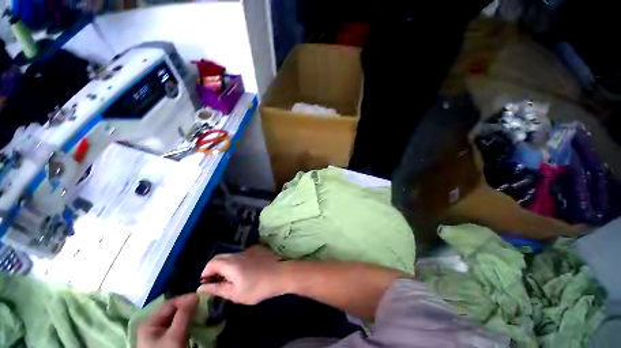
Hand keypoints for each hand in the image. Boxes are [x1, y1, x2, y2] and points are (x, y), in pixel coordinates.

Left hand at [137, 294, 198, 347]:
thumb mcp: (175, 336)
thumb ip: (184, 314)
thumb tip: (196, 294)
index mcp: (150, 322)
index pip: (170, 303)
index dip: (185, 299)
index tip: (201, 298)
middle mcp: (153, 324)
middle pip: (173, 310)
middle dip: (188, 306)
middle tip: (203, 304)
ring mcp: (159, 332)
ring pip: (176, 317)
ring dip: (188, 313)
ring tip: (200, 311)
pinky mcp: (166, 339)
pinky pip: (177, 325)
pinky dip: (187, 321)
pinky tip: (194, 321)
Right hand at [197, 245, 285, 304]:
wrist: (281, 274)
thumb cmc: (258, 287)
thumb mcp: (235, 293)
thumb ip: (217, 289)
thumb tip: (200, 287)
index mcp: (231, 263)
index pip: (211, 262)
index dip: (205, 272)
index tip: (206, 284)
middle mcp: (239, 253)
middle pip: (221, 257)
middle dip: (215, 268)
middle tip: (217, 282)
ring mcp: (250, 249)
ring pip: (233, 255)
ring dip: (227, 265)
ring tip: (232, 278)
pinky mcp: (259, 249)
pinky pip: (244, 254)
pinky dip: (239, 262)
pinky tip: (246, 271)